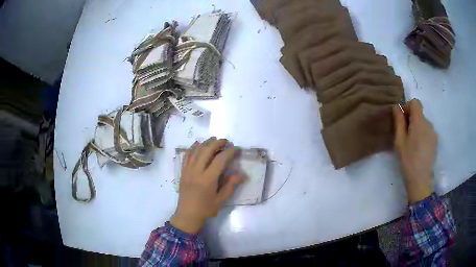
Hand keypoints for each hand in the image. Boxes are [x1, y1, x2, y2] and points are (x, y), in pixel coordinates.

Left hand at [170, 137, 242, 233]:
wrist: (187, 215)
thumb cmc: (206, 209)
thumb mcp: (221, 200)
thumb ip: (230, 185)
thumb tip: (241, 174)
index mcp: (207, 179)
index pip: (220, 160)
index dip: (229, 152)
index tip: (236, 149)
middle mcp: (196, 172)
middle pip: (206, 150)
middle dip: (217, 143)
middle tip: (225, 141)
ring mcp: (188, 170)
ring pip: (196, 151)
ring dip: (205, 143)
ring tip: (214, 140)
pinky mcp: (183, 171)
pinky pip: (187, 156)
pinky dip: (193, 148)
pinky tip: (198, 145)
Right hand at [393, 99, 436, 203]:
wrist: (421, 181)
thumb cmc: (408, 161)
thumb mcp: (400, 141)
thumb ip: (399, 121)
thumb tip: (397, 106)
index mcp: (420, 122)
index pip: (415, 103)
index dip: (407, 106)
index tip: (402, 119)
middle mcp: (429, 123)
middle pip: (419, 113)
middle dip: (411, 118)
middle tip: (404, 134)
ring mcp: (433, 133)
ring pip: (423, 123)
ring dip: (416, 127)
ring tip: (411, 143)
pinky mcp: (435, 141)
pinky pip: (427, 131)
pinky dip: (422, 134)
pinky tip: (418, 148)